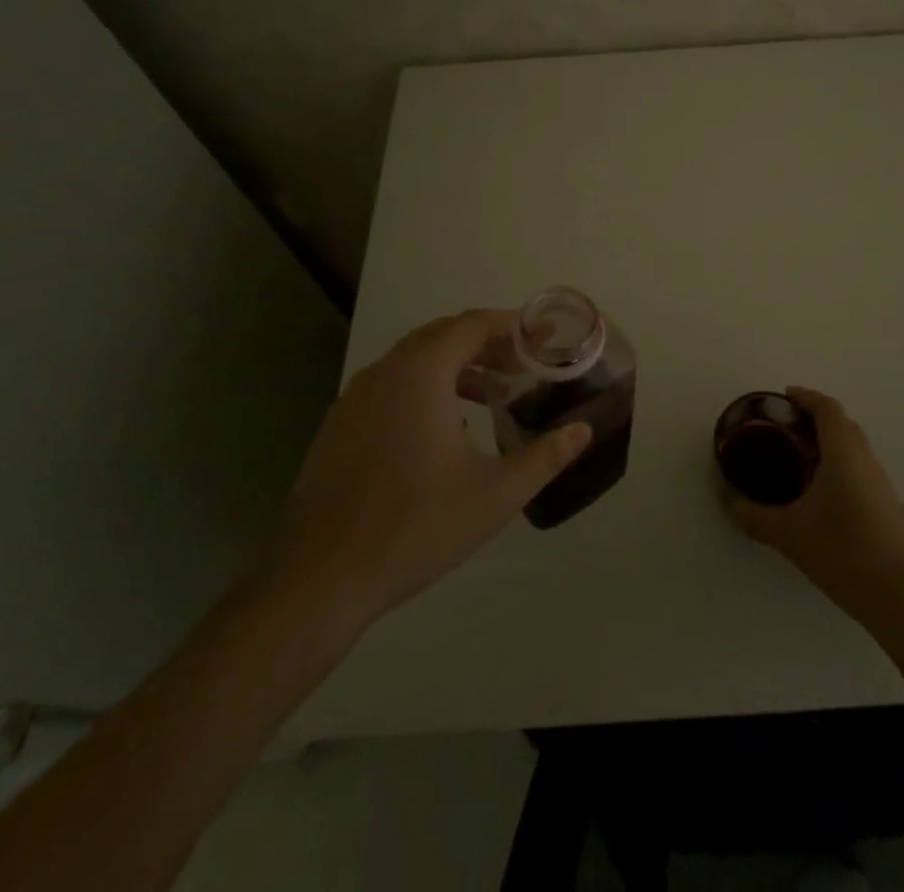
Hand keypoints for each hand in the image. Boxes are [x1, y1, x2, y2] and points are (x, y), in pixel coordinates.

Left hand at [277, 310, 590, 629]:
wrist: (320, 578)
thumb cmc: (416, 526)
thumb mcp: (495, 494)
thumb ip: (545, 456)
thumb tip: (583, 430)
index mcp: (421, 373)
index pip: (473, 324)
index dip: (514, 326)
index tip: (545, 337)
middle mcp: (385, 371)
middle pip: (444, 335)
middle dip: (488, 344)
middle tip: (524, 366)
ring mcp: (355, 397)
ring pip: (415, 360)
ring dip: (457, 366)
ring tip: (493, 395)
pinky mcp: (339, 424)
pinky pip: (392, 385)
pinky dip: (427, 387)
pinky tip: (446, 428)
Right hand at [727, 386, 903, 617]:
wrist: (894, 594)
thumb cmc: (839, 550)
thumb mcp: (787, 533)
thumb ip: (755, 517)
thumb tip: (733, 506)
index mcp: (842, 454)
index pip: (827, 409)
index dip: (807, 397)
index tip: (786, 396)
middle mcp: (867, 461)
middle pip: (845, 426)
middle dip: (819, 420)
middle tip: (791, 430)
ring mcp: (884, 486)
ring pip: (858, 451)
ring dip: (834, 446)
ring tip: (807, 463)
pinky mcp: (893, 510)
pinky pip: (867, 475)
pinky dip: (847, 471)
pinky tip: (835, 497)